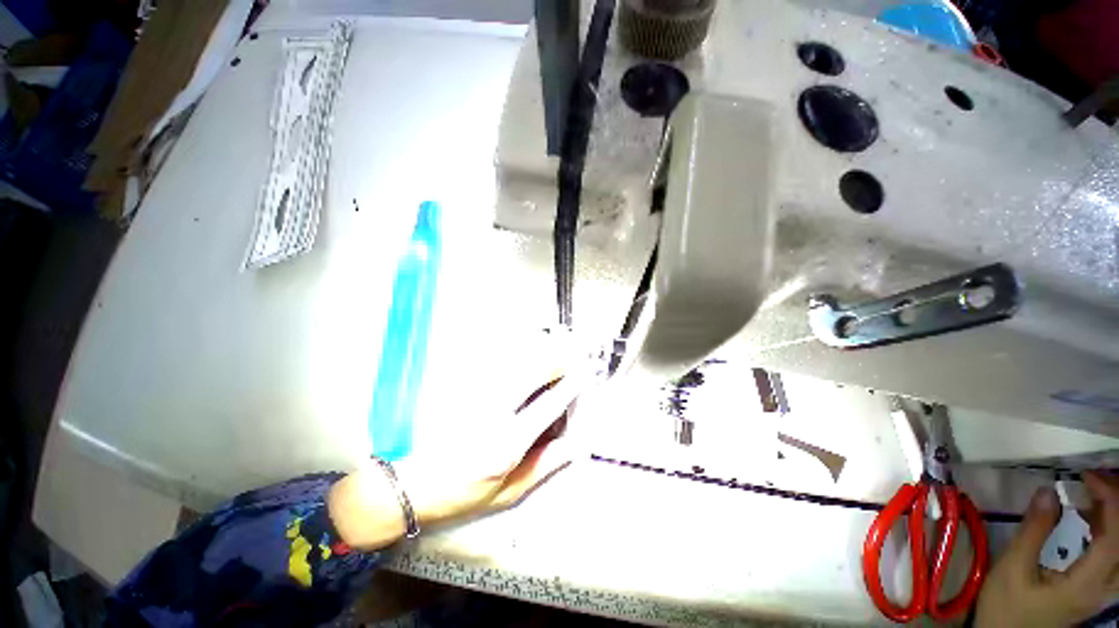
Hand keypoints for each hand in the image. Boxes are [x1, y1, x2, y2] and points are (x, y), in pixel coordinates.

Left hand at [329, 369, 590, 549]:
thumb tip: (576, 445)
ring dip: (538, 348)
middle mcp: (493, 412)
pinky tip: (522, 345)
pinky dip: (512, 349)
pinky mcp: (459, 385)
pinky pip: (491, 359)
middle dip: (557, 358)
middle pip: (532, 371)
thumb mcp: (508, 492)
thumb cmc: (461, 492)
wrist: (407, 484)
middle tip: (572, 350)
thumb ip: (544, 465)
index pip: (549, 405)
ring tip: (555, 341)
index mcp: (508, 443)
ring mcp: (474, 394)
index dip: (570, 386)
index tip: (584, 374)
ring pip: (513, 359)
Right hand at [975, 471, 1118, 627]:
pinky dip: (1107, 528)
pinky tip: (1089, 518)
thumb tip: (1047, 491)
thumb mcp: (1013, 570)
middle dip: (1116, 502)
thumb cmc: (1006, 607)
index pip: (1116, 535)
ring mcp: (1103, 590)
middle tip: (1093, 479)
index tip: (1085, 475)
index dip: (1110, 500)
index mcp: (1087, 583)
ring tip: (1091, 493)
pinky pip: (1115, 552)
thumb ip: (1033, 531)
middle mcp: (1105, 587)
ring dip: (1113, 515)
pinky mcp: (1096, 587)